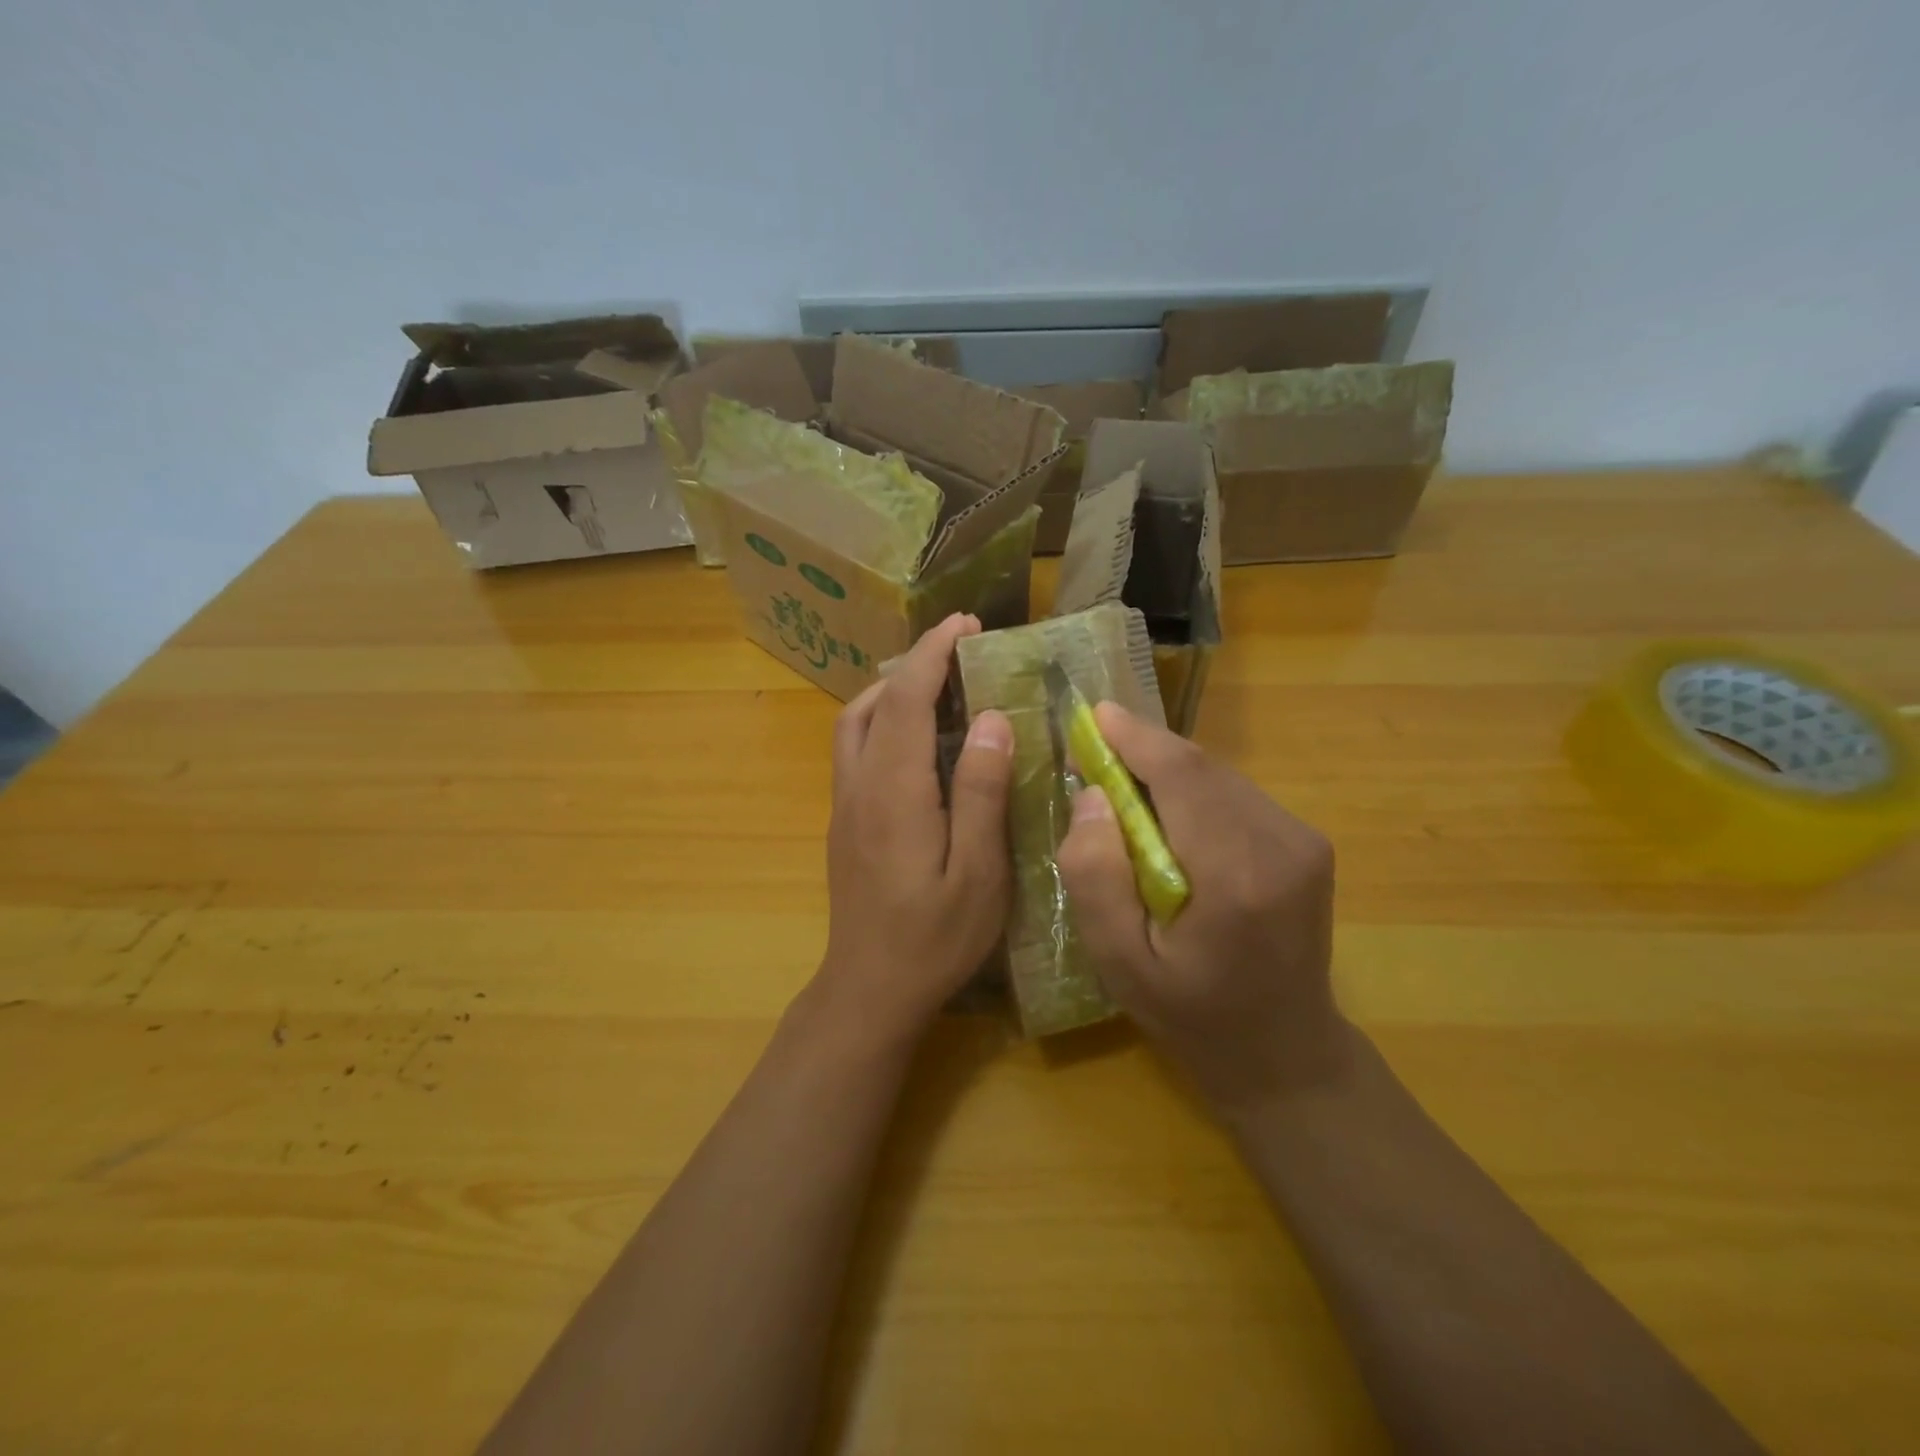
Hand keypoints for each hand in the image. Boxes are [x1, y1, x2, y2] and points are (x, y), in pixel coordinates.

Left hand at [812, 613, 1015, 1046]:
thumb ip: (981, 792)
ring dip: (891, 692)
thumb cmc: (935, 937)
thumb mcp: (978, 872)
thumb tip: (989, 719)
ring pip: (855, 724)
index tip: (964, 623)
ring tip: (939, 687)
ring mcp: (844, 804)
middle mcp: (859, 786)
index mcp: (894, 792)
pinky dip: (882, 721)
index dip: (932, 654)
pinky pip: (855, 750)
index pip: (906, 700)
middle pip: (873, 703)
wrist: (870, 988)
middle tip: (959, 652)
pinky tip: (916, 740)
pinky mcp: (843, 822)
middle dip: (912, 665)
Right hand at [1056, 703, 1349, 1116]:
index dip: (1135, 737)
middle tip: (1094, 751)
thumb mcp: (1120, 963)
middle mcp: (1282, 844)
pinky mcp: (1307, 843)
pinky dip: (1193, 791)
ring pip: (1219, 776)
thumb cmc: (1192, 1016)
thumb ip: (1096, 877)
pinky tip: (1167, 816)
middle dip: (1144, 750)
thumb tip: (1090, 797)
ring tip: (1122, 785)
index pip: (1181, 776)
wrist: (1284, 1053)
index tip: (1093, 714)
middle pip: (1201, 767)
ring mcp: (1303, 840)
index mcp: (1236, 876)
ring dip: (1167, 771)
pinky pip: (1235, 795)